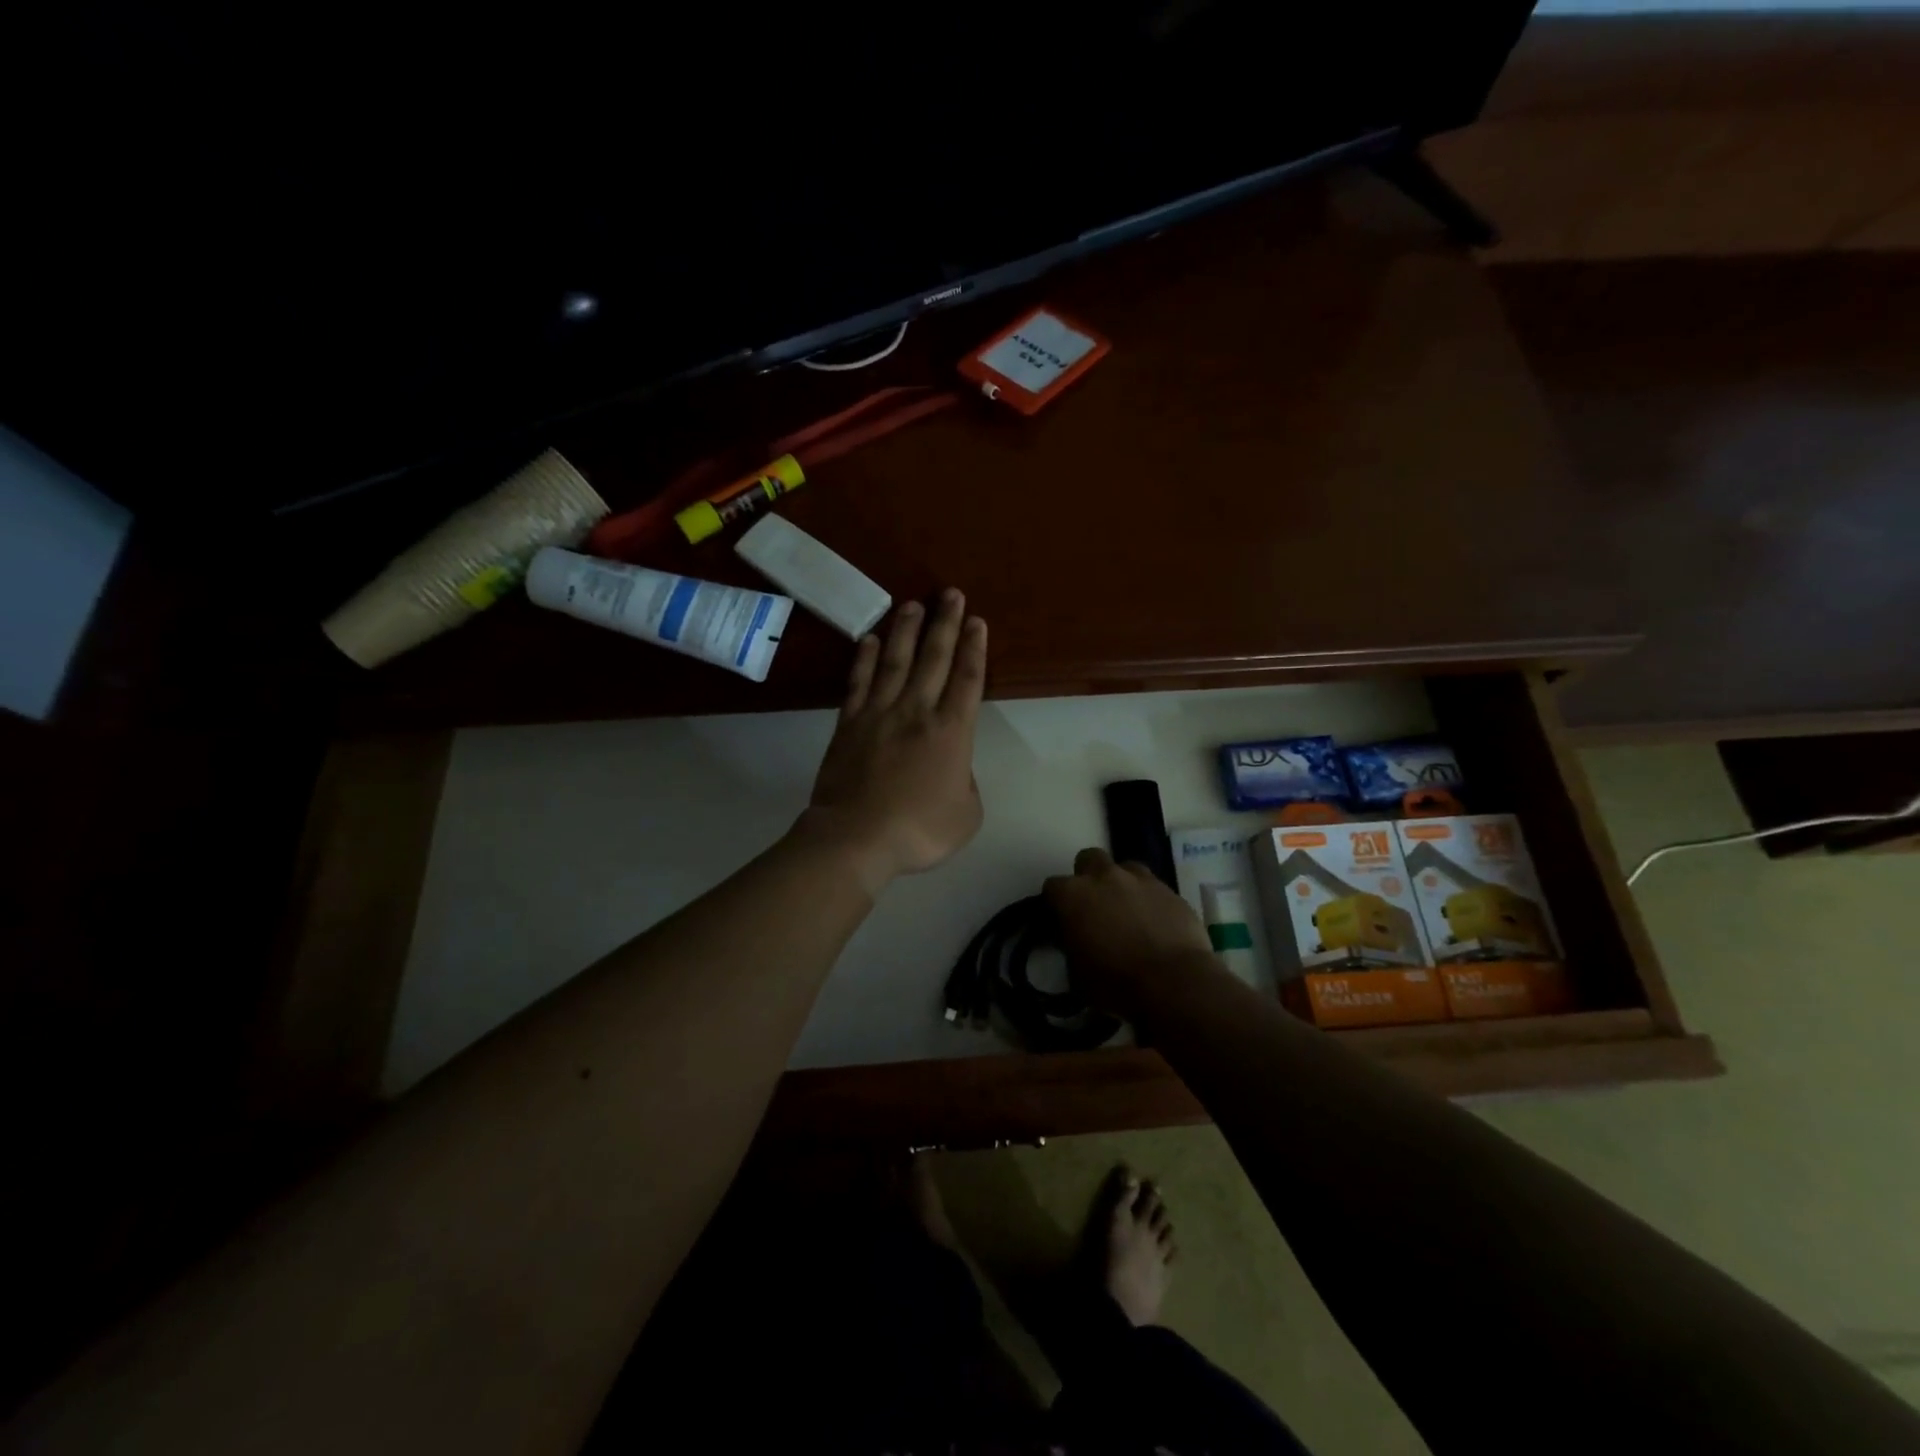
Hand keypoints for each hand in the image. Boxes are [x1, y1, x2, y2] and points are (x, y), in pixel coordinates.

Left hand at [799, 589, 987, 894]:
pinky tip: (871, 640)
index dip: (974, 648)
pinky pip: (859, 682)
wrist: (856, 837)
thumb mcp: (967, 815)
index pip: (967, 679)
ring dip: (906, 630)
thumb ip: (966, 783)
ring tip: (913, 604)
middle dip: (945, 623)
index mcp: (951, 732)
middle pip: (934, 658)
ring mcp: (879, 713)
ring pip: (896, 661)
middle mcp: (917, 711)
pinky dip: (866, 659)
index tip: (977, 621)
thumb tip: (954, 768)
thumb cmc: (918, 830)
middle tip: (950, 594)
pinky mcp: (849, 723)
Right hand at [1044, 848, 1214, 1015]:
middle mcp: (1104, 876)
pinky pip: (1153, 887)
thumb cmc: (1116, 982)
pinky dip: (1149, 900)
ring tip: (1128, 911)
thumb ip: (1071, 945)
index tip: (1063, 921)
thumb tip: (1076, 938)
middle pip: (1088, 859)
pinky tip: (1155, 923)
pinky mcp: (1170, 890)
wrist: (1175, 982)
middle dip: (1088, 877)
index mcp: (1073, 895)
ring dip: (1121, 884)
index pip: (1052, 887)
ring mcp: (1140, 879)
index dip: (1057, 904)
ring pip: (1124, 868)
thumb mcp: (1077, 972)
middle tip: (1095, 906)